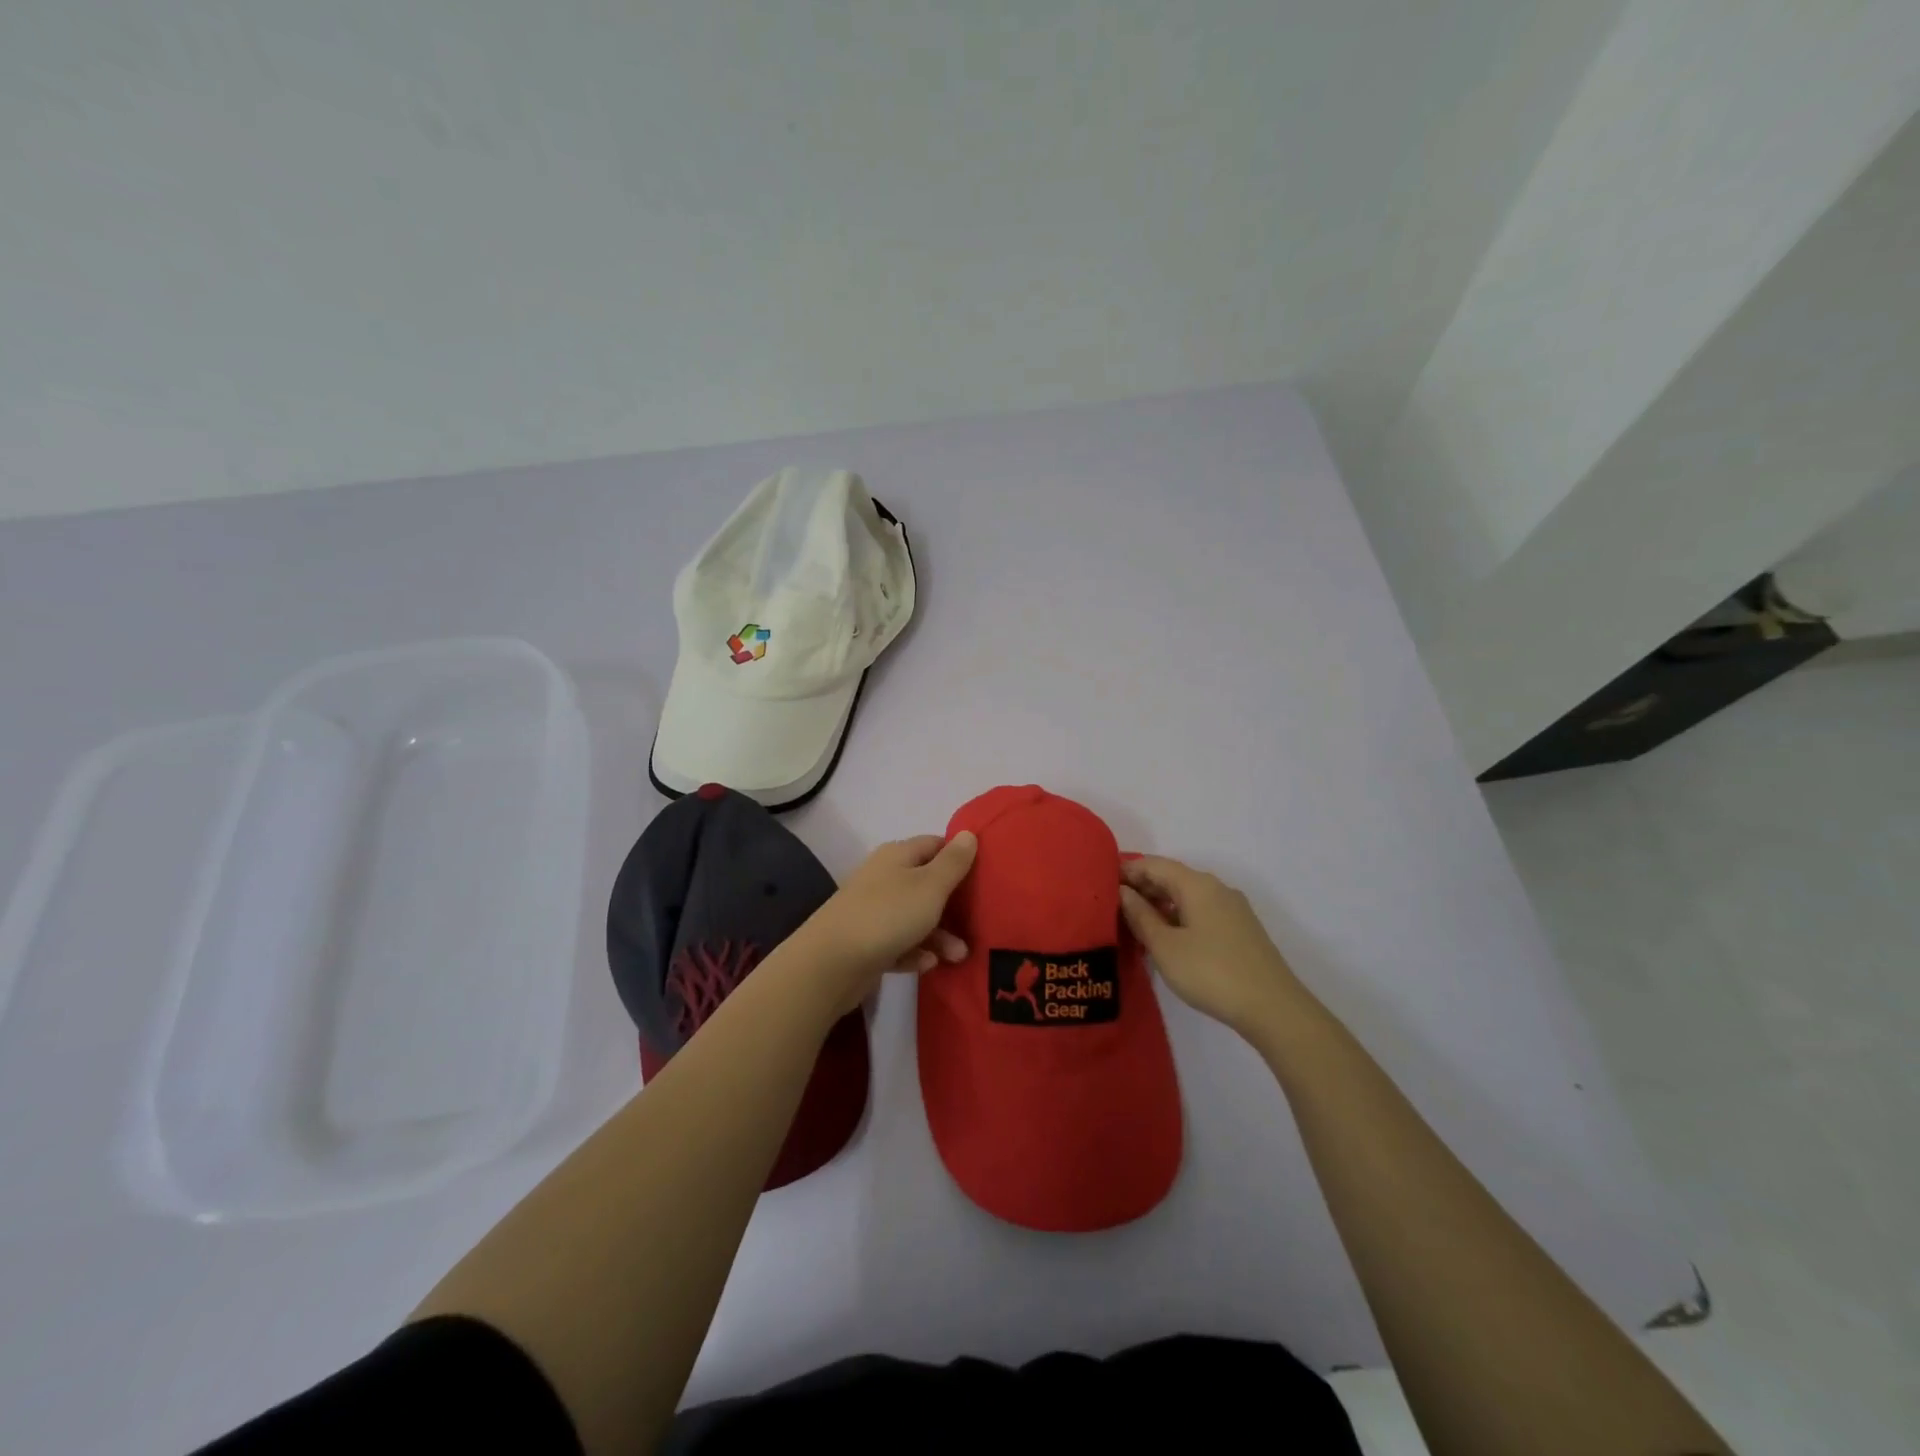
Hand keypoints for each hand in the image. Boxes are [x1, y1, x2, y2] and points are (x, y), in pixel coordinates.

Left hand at [795, 832, 977, 1013]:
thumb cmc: (887, 915)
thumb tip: (968, 834)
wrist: (830, 962)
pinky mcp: (866, 941)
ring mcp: (872, 910)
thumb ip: (953, 862)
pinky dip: (914, 952)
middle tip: (977, 924)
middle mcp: (883, 877)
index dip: (958, 857)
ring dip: (939, 935)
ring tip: (958, 957)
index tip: (983, 876)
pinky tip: (926, 965)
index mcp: (897, 855)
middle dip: (953, 905)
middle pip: (927, 884)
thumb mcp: (930, 886)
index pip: (935, 845)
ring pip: (915, 917)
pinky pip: (899, 943)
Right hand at [1119, 855, 1305, 1036]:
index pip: (1154, 864)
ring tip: (1134, 922)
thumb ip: (1140, 916)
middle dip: (1142, 887)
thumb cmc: (1211, 972)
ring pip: (1187, 896)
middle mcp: (1216, 888)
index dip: (1127, 870)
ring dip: (1160, 904)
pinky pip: (1201, 911)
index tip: (1101, 882)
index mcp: (1197, 884)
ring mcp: (1232, 909)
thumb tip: (1123, 892)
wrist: (1274, 1008)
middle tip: (1112, 904)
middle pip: (1172, 877)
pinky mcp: (1240, 930)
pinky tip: (1166, 937)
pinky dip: (1178, 916)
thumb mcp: (1165, 946)